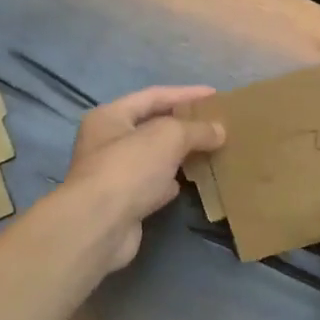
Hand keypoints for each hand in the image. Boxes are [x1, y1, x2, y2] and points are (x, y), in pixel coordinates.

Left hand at [60, 85, 224, 273]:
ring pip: (155, 157)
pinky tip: (193, 180)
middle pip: (152, 126)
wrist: (100, 226)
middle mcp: (107, 142)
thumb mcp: (168, 136)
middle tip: (216, 123)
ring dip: (180, 154)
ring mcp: (114, 174)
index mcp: (110, 117)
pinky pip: (154, 184)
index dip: (185, 93)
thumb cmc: (129, 168)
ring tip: (211, 149)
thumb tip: (220, 131)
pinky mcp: (124, 203)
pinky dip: (172, 182)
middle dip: (184, 125)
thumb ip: (196, 129)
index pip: (153, 96)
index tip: (215, 95)